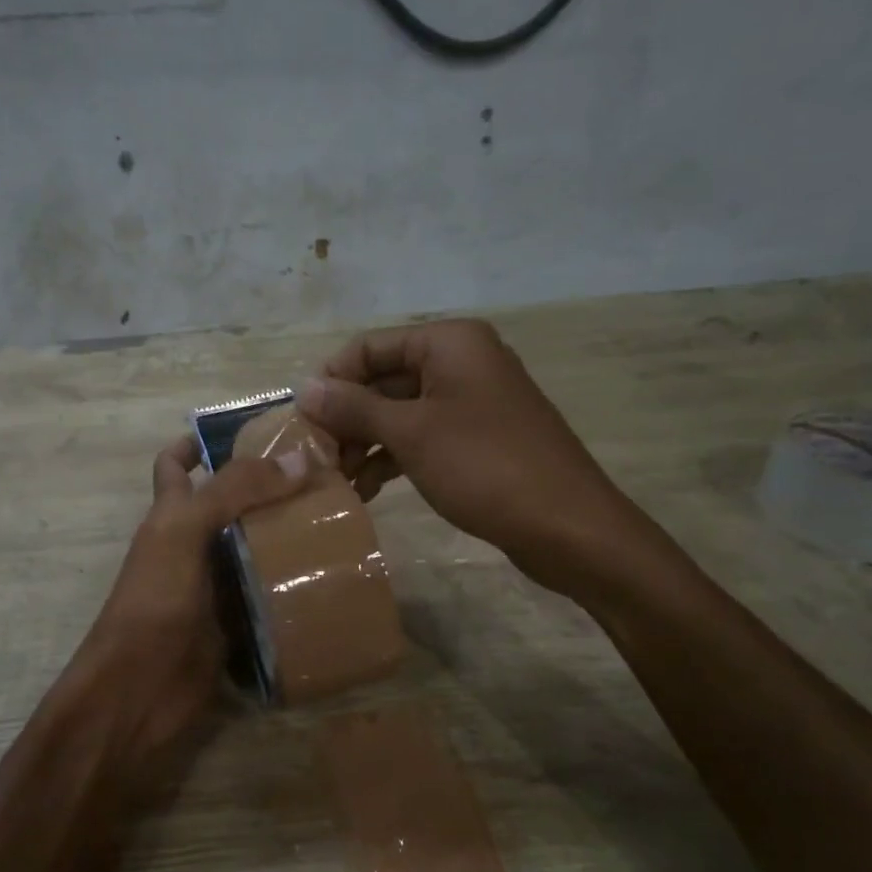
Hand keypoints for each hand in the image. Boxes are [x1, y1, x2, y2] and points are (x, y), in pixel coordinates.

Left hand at [46, 435, 305, 800]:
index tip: (254, 429)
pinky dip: (295, 586)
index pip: (177, 464)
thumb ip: (235, 491)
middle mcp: (192, 544)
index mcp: (170, 514)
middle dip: (269, 488)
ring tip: (341, 520)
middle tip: (324, 476)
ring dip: (289, 536)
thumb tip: (299, 460)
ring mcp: (215, 586)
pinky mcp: (237, 624)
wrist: (139, 692)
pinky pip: (270, 595)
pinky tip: (333, 576)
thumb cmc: (154, 602)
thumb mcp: (185, 532)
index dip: (202, 441)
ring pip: (255, 549)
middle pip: (230, 504)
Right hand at [297, 319, 652, 592]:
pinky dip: (393, 458)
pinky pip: (422, 437)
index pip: (369, 347)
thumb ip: (354, 407)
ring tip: (338, 481)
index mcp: (449, 343)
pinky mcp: (477, 439)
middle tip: (317, 459)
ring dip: (366, 443)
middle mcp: (460, 362)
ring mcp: (471, 402)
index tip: (302, 423)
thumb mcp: (411, 433)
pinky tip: (368, 490)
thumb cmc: (485, 466)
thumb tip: (303, 387)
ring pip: (400, 413)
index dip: (332, 380)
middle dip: (347, 418)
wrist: (569, 527)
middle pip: (383, 380)